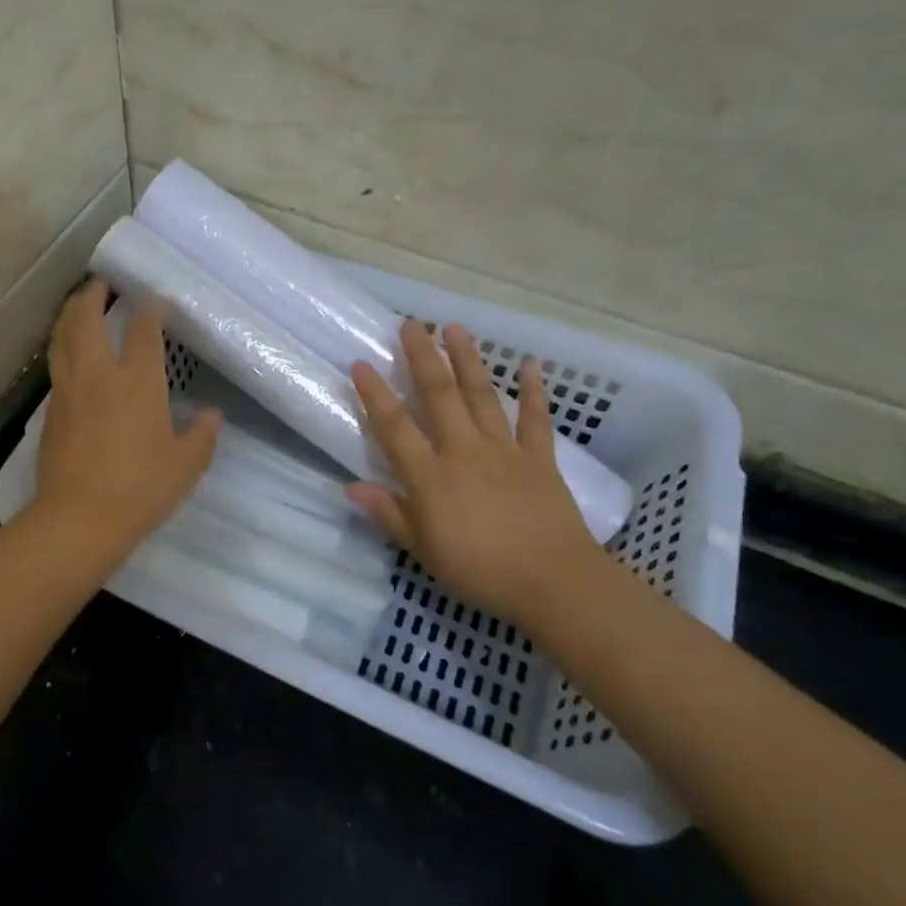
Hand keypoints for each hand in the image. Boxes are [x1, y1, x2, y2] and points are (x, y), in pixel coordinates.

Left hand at [31, 280, 220, 559]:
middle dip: (93, 295)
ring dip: (70, 314)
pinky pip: (55, 364)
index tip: (154, 301)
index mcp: (137, 382)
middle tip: (101, 284)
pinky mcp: (51, 409)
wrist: (78, 518)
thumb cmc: (139, 489)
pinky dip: (62, 346)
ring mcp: (69, 389)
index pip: (143, 331)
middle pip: (87, 319)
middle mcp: (99, 374)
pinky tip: (69, 353)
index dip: (149, 310)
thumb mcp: (185, 466)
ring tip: (78, 305)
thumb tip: (213, 415)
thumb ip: (202, 437)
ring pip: (62, 337)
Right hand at [346, 319, 606, 624]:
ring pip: (481, 396)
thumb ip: (389, 514)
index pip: (394, 426)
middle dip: (422, 357)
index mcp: (430, 475)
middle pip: (439, 395)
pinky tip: (531, 366)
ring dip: (467, 360)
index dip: (375, 394)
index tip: (361, 363)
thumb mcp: (423, 549)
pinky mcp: (539, 459)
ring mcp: (504, 451)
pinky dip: (534, 391)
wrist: (554, 583)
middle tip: (411, 323)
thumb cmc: (480, 570)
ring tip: (455, 328)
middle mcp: (463, 450)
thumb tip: (351, 488)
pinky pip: (535, 420)